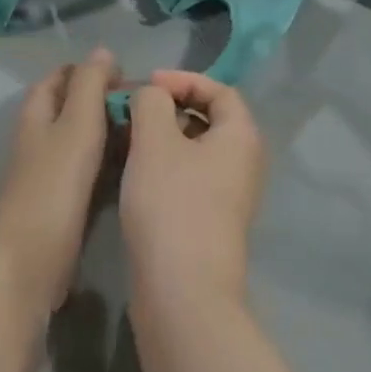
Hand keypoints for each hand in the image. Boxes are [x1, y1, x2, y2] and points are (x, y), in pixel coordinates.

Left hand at [0, 50, 117, 310]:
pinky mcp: (59, 202)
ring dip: (107, 131)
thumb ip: (90, 86)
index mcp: (37, 115)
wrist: (30, 261)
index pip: (59, 78)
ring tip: (145, 131)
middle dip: (101, 100)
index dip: (87, 70)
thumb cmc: (54, 187)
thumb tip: (102, 51)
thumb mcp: (77, 126)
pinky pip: (86, 169)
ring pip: (79, 139)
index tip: (124, 75)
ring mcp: (47, 172)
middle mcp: (38, 139)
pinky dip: (106, 161)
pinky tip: (132, 167)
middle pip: (69, 107)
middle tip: (143, 105)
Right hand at [122, 70, 267, 307]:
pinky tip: (133, 172)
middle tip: (133, 110)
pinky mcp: (210, 221)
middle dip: (169, 107)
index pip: (219, 90)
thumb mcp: (155, 140)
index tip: (147, 85)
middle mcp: (243, 163)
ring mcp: (228, 196)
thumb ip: (151, 102)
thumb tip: (152, 96)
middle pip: (209, 119)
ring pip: (195, 150)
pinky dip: (163, 165)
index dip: (183, 80)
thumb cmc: (172, 204)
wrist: (183, 291)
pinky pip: (189, 177)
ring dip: (162, 137)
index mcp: (241, 136)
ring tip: (126, 138)